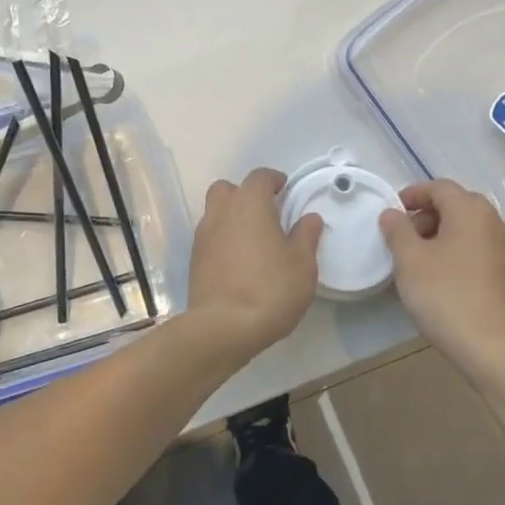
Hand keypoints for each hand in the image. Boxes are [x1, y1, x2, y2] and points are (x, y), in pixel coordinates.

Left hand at [186, 169, 322, 358]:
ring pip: (215, 211)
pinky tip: (238, 261)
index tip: (286, 191)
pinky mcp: (194, 259)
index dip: (274, 180)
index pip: (260, 177)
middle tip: (266, 214)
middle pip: (228, 189)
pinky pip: (210, 236)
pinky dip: (222, 239)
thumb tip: (309, 218)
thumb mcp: (302, 264)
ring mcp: (203, 235)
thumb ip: (306, 236)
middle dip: (246, 194)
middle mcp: (222, 212)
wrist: (223, 327)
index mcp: (250, 204)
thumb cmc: (270, 289)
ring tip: (252, 240)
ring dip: (232, 217)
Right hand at [380, 179, 504, 368]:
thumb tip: (392, 214)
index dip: (413, 194)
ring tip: (417, 261)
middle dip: (426, 216)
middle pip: (456, 206)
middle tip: (402, 238)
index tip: (392, 213)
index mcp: (471, 211)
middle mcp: (494, 223)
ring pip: (467, 230)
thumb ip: (397, 230)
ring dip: (440, 236)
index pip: (439, 187)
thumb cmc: (446, 295)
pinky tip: (440, 280)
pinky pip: (477, 251)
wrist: (493, 348)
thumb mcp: (410, 260)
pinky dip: (456, 254)